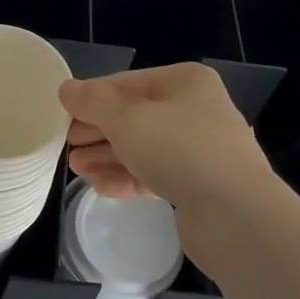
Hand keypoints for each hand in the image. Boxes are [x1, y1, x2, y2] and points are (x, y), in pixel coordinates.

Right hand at [61, 64, 276, 216]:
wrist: (236, 216)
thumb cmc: (180, 150)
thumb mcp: (127, 119)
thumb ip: (93, 102)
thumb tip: (66, 88)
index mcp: (185, 83)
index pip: (128, 83)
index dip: (92, 97)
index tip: (63, 114)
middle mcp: (196, 110)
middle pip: (136, 116)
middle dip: (99, 131)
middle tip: (66, 144)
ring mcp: (201, 150)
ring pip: (145, 148)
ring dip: (109, 156)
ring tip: (76, 169)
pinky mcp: (200, 187)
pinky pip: (156, 175)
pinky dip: (128, 178)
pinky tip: (101, 187)